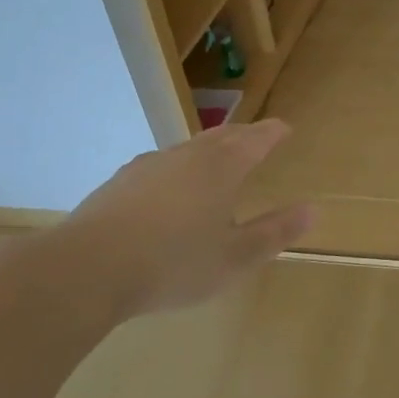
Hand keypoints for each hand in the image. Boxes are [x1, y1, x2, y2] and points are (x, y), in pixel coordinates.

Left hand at [49, 120, 313, 322]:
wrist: (87, 269)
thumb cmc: (174, 263)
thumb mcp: (236, 257)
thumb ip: (274, 232)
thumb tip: (311, 210)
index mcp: (220, 169)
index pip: (254, 140)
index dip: (272, 133)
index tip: (285, 128)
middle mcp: (185, 157)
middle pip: (220, 137)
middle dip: (243, 135)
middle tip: (257, 137)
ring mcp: (147, 167)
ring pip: (187, 150)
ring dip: (208, 150)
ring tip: (217, 161)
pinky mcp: (119, 184)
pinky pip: (160, 167)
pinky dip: (178, 170)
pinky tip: (171, 190)